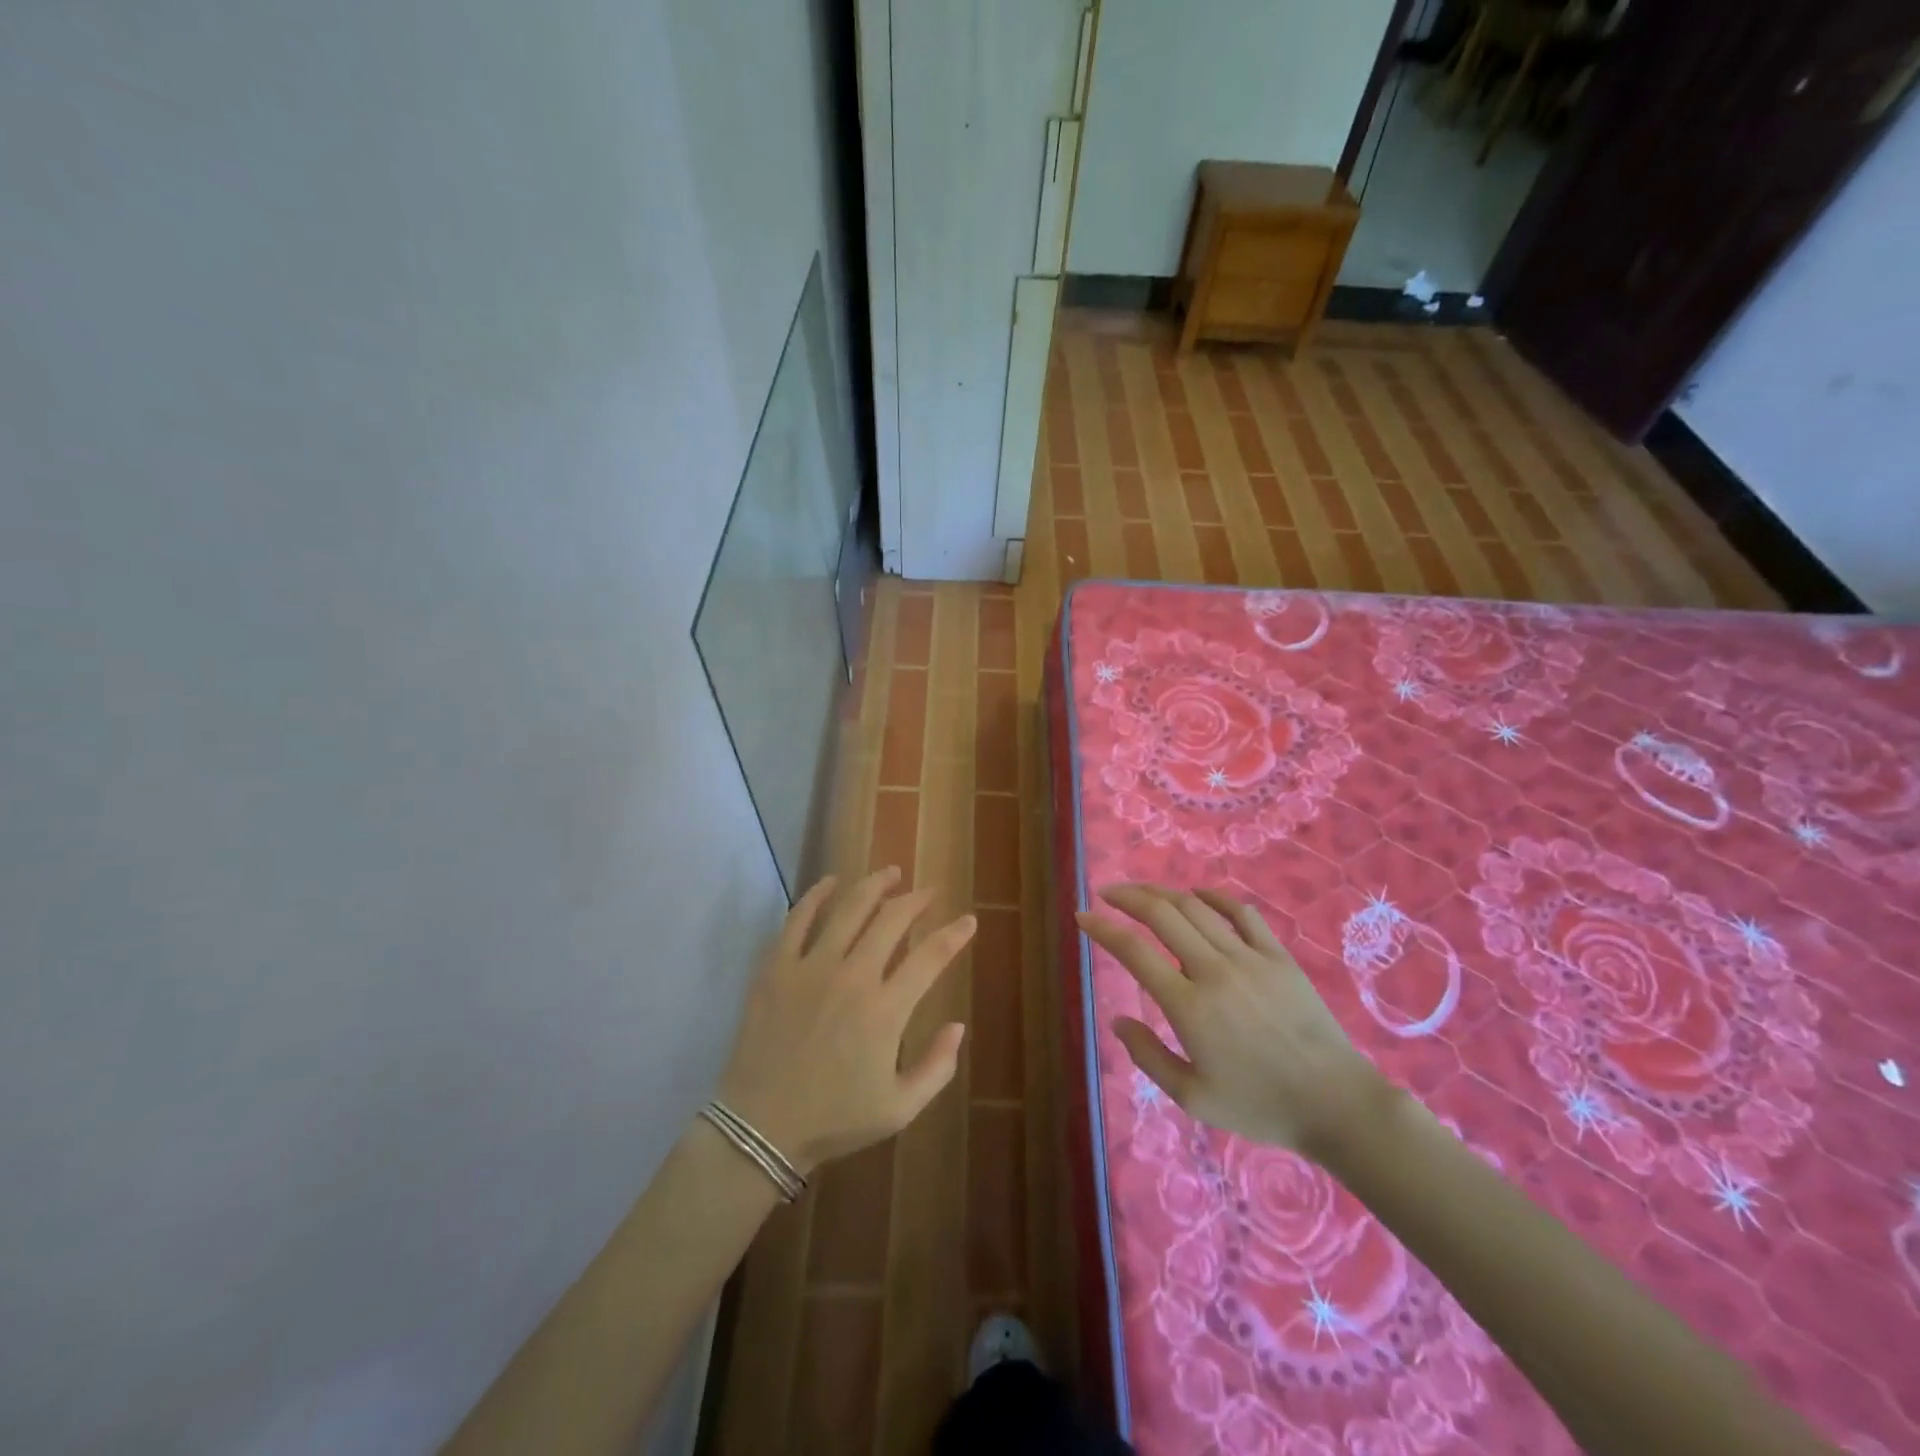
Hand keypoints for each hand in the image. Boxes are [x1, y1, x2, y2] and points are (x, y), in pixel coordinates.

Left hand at [717, 868, 974, 1173]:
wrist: (760, 1128)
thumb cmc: (834, 1119)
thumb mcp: (900, 1109)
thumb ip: (938, 1067)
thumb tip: (959, 1025)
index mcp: (886, 1010)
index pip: (931, 957)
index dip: (955, 935)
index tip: (968, 921)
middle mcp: (853, 976)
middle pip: (892, 920)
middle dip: (917, 900)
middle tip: (929, 892)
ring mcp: (811, 967)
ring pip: (850, 908)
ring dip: (875, 885)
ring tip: (891, 873)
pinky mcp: (776, 967)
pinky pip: (798, 918)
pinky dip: (817, 895)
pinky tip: (831, 882)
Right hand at [1077, 884, 1389, 1159]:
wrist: (1336, 1104)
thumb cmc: (1260, 1106)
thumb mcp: (1193, 1097)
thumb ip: (1149, 1056)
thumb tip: (1118, 1021)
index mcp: (1188, 1006)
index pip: (1133, 951)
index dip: (1102, 929)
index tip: (1083, 917)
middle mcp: (1213, 970)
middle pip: (1162, 915)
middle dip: (1128, 897)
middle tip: (1108, 894)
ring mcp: (1249, 958)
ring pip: (1196, 907)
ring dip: (1163, 893)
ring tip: (1143, 893)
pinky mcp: (1278, 956)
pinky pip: (1241, 913)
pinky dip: (1214, 896)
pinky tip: (1198, 894)